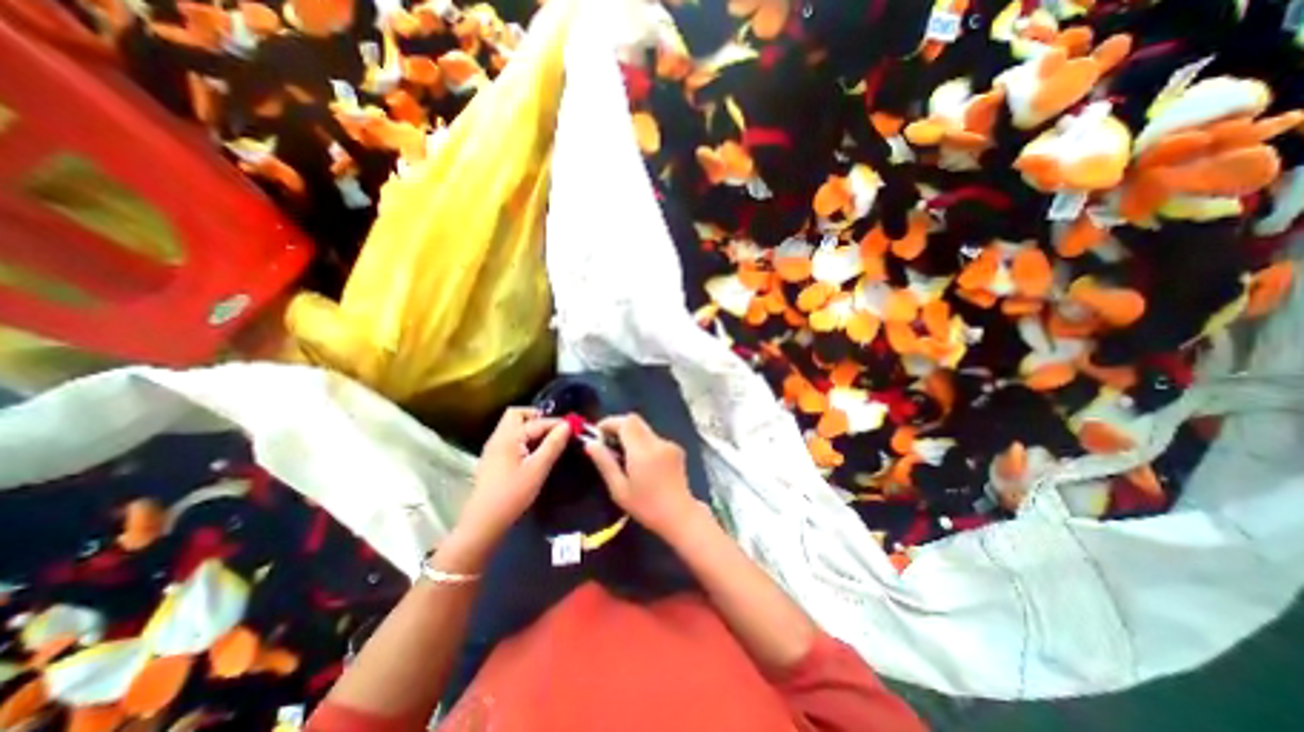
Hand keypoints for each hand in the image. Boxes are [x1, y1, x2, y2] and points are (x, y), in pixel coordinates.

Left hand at [451, 407, 567, 554]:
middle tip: (555, 430)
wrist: (484, 521)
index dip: (556, 422)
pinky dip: (525, 439)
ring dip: (532, 429)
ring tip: (550, 441)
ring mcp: (494, 448)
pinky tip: (536, 453)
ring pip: (513, 427)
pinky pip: (511, 439)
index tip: (573, 427)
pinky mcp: (493, 459)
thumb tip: (567, 426)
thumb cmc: (513, 493)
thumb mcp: (538, 468)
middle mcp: (498, 437)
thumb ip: (553, 445)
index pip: (536, 420)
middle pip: (517, 415)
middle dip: (538, 418)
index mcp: (508, 437)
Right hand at [584, 411, 698, 536]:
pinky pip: (654, 438)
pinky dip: (643, 443)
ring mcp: (669, 444)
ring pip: (644, 429)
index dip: (609, 422)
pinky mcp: (676, 449)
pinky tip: (641, 463)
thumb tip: (590, 444)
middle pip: (635, 421)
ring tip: (622, 457)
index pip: (626, 422)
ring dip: (631, 435)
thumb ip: (605, 463)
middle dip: (618, 427)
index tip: (598, 433)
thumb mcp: (619, 489)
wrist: (680, 515)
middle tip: (607, 443)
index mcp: (642, 450)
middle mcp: (657, 442)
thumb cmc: (646, 506)